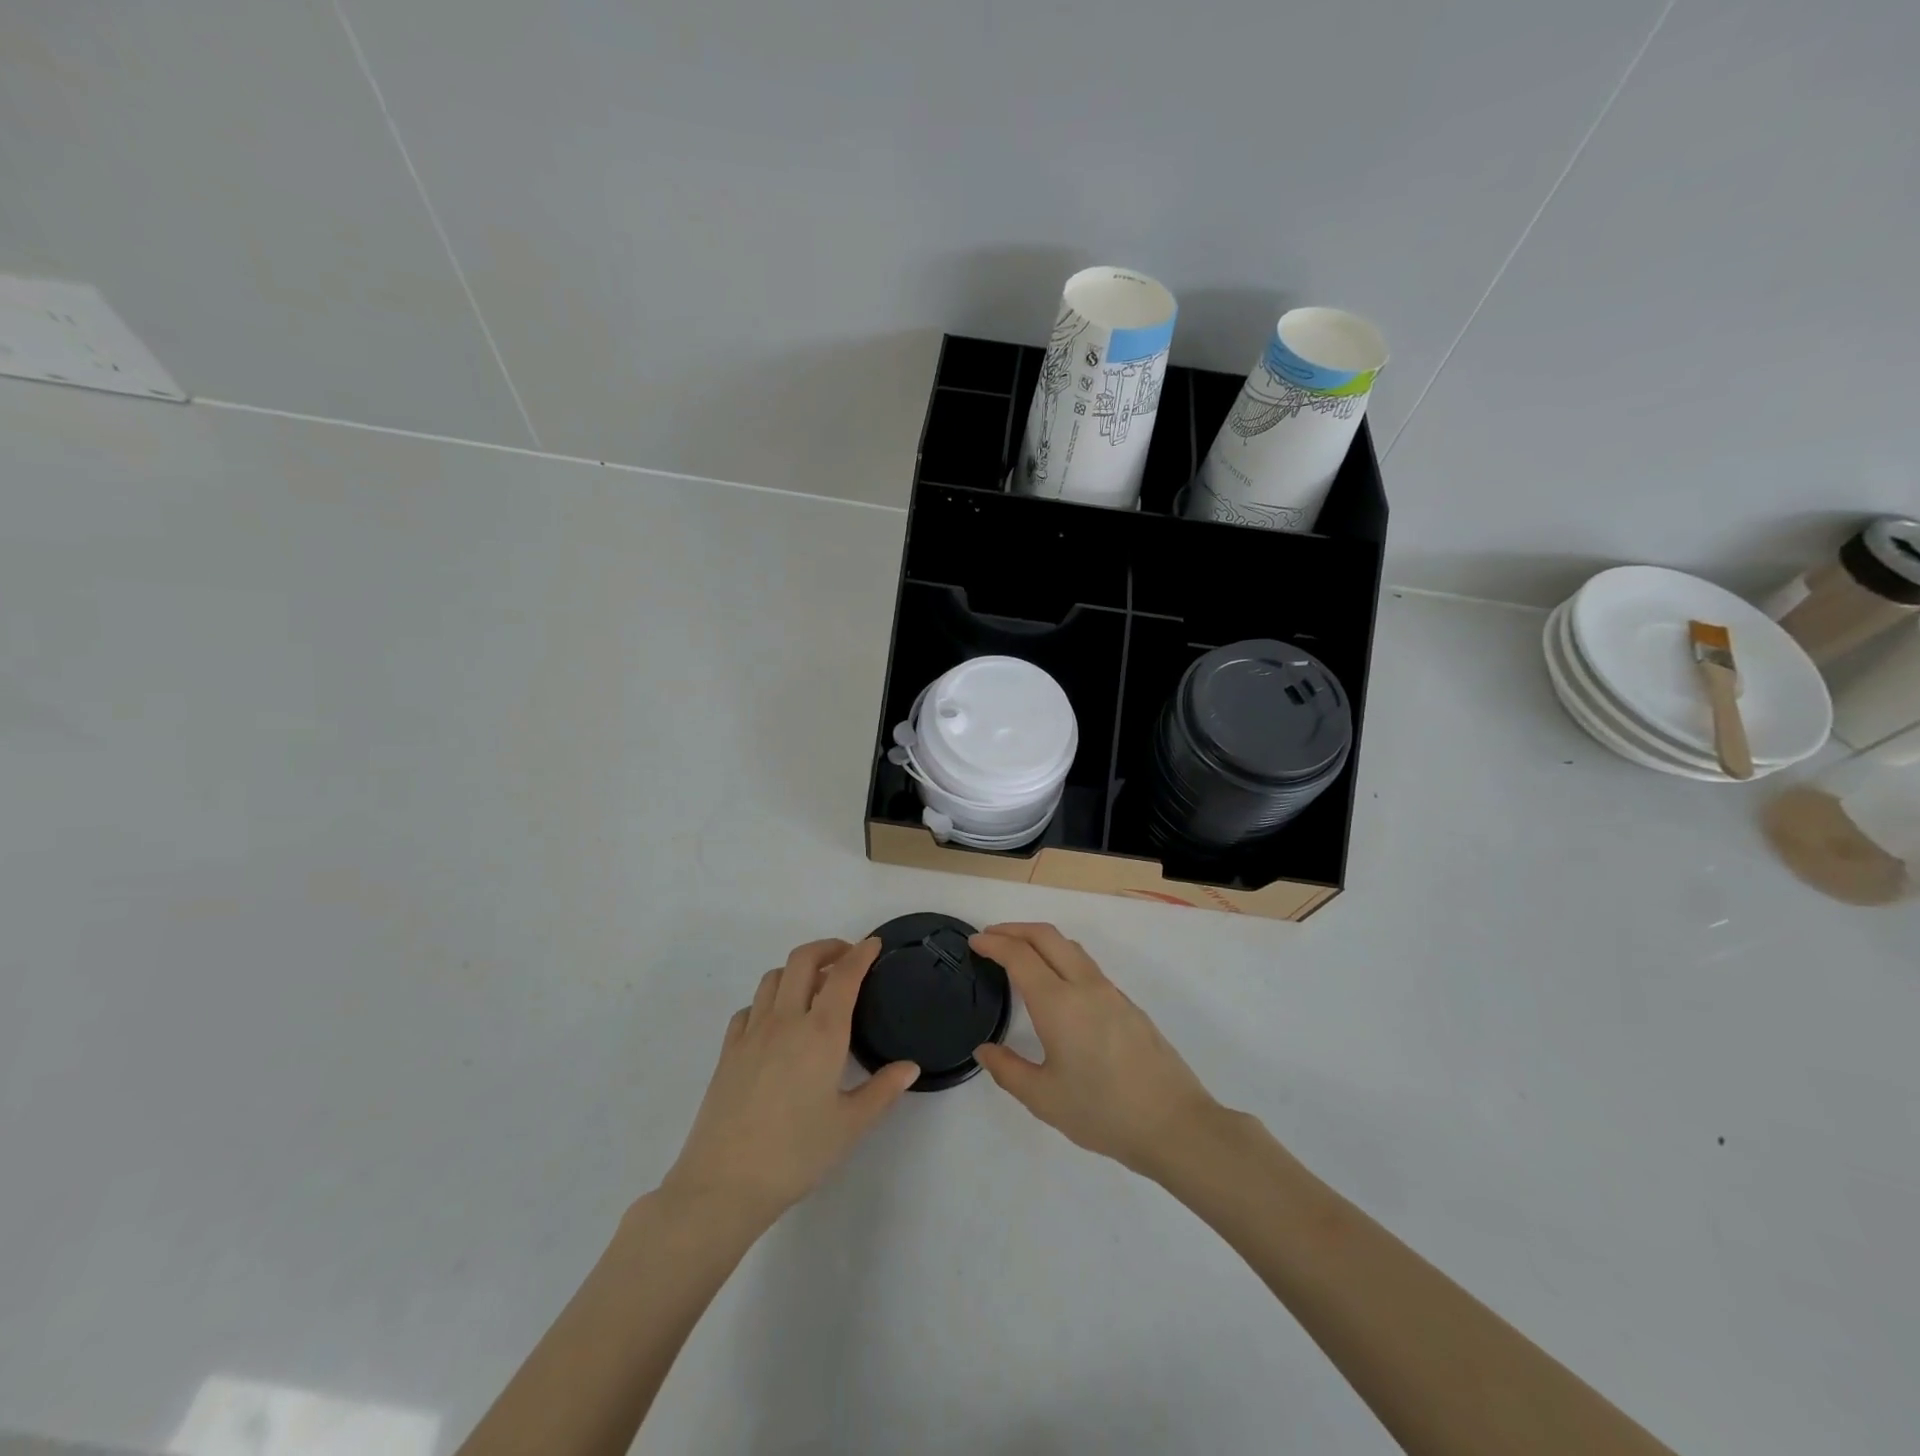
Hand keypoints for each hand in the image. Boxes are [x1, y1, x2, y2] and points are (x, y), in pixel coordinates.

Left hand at [661, 938, 919, 1227]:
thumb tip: (910, 1067)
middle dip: (827, 948)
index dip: (861, 953)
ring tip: (814, 987)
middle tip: (846, 957)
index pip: (844, 975)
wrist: (724, 1184)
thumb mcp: (850, 1125)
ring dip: (797, 969)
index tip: (874, 944)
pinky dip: (768, 1000)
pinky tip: (776, 1022)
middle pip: (803, 960)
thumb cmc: (796, 1154)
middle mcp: (786, 1020)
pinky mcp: (729, 1051)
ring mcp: (752, 1033)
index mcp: (821, 1032)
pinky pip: (750, 1007)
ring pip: (773, 977)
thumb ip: (882, 1090)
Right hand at [971, 923, 1221, 1180]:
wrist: (1174, 1123)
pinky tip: (1056, 984)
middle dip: (1015, 929)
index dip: (994, 943)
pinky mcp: (1128, 1004)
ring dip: (1040, 940)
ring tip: (1020, 954)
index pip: (1020, 956)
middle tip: (991, 938)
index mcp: (1059, 1003)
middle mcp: (1084, 986)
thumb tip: (985, 1050)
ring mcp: (1110, 992)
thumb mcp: (1044, 1098)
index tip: (974, 943)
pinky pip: (1086, 965)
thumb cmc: (1102, 1112)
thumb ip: (1008, 1070)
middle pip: (1047, 936)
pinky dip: (1061, 957)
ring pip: (1070, 947)